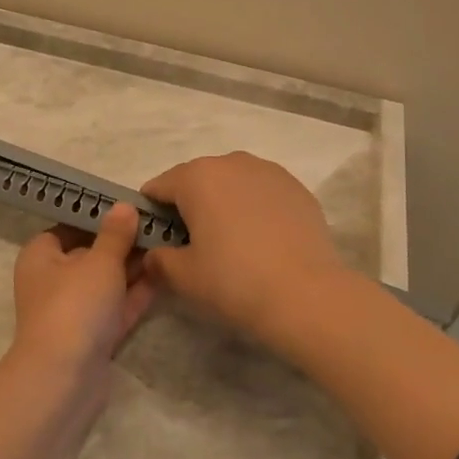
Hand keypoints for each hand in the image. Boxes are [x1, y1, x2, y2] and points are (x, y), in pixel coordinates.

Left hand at [12, 202, 154, 373]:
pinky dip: (136, 293)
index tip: (131, 207)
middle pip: (91, 254)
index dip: (98, 216)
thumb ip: (115, 234)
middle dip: (123, 243)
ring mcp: (74, 311)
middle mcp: (53, 281)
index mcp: (42, 255)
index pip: (69, 226)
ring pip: (107, 282)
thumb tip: (124, 206)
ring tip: (169, 245)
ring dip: (134, 268)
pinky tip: (165, 275)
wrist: (64, 378)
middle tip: (160, 225)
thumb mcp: (99, 261)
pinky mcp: (92, 336)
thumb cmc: (75, 305)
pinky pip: (117, 307)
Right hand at [141, 152, 347, 349]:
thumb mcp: (183, 276)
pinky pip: (262, 193)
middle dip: (190, 206)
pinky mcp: (297, 188)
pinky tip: (262, 241)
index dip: (151, 214)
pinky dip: (254, 209)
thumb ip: (159, 260)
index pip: (158, 187)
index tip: (157, 240)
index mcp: (197, 177)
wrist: (307, 295)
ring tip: (232, 242)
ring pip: (232, 183)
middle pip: (196, 180)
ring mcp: (269, 172)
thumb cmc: (234, 281)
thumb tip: (154, 255)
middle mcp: (231, 162)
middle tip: (193, 245)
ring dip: (224, 204)